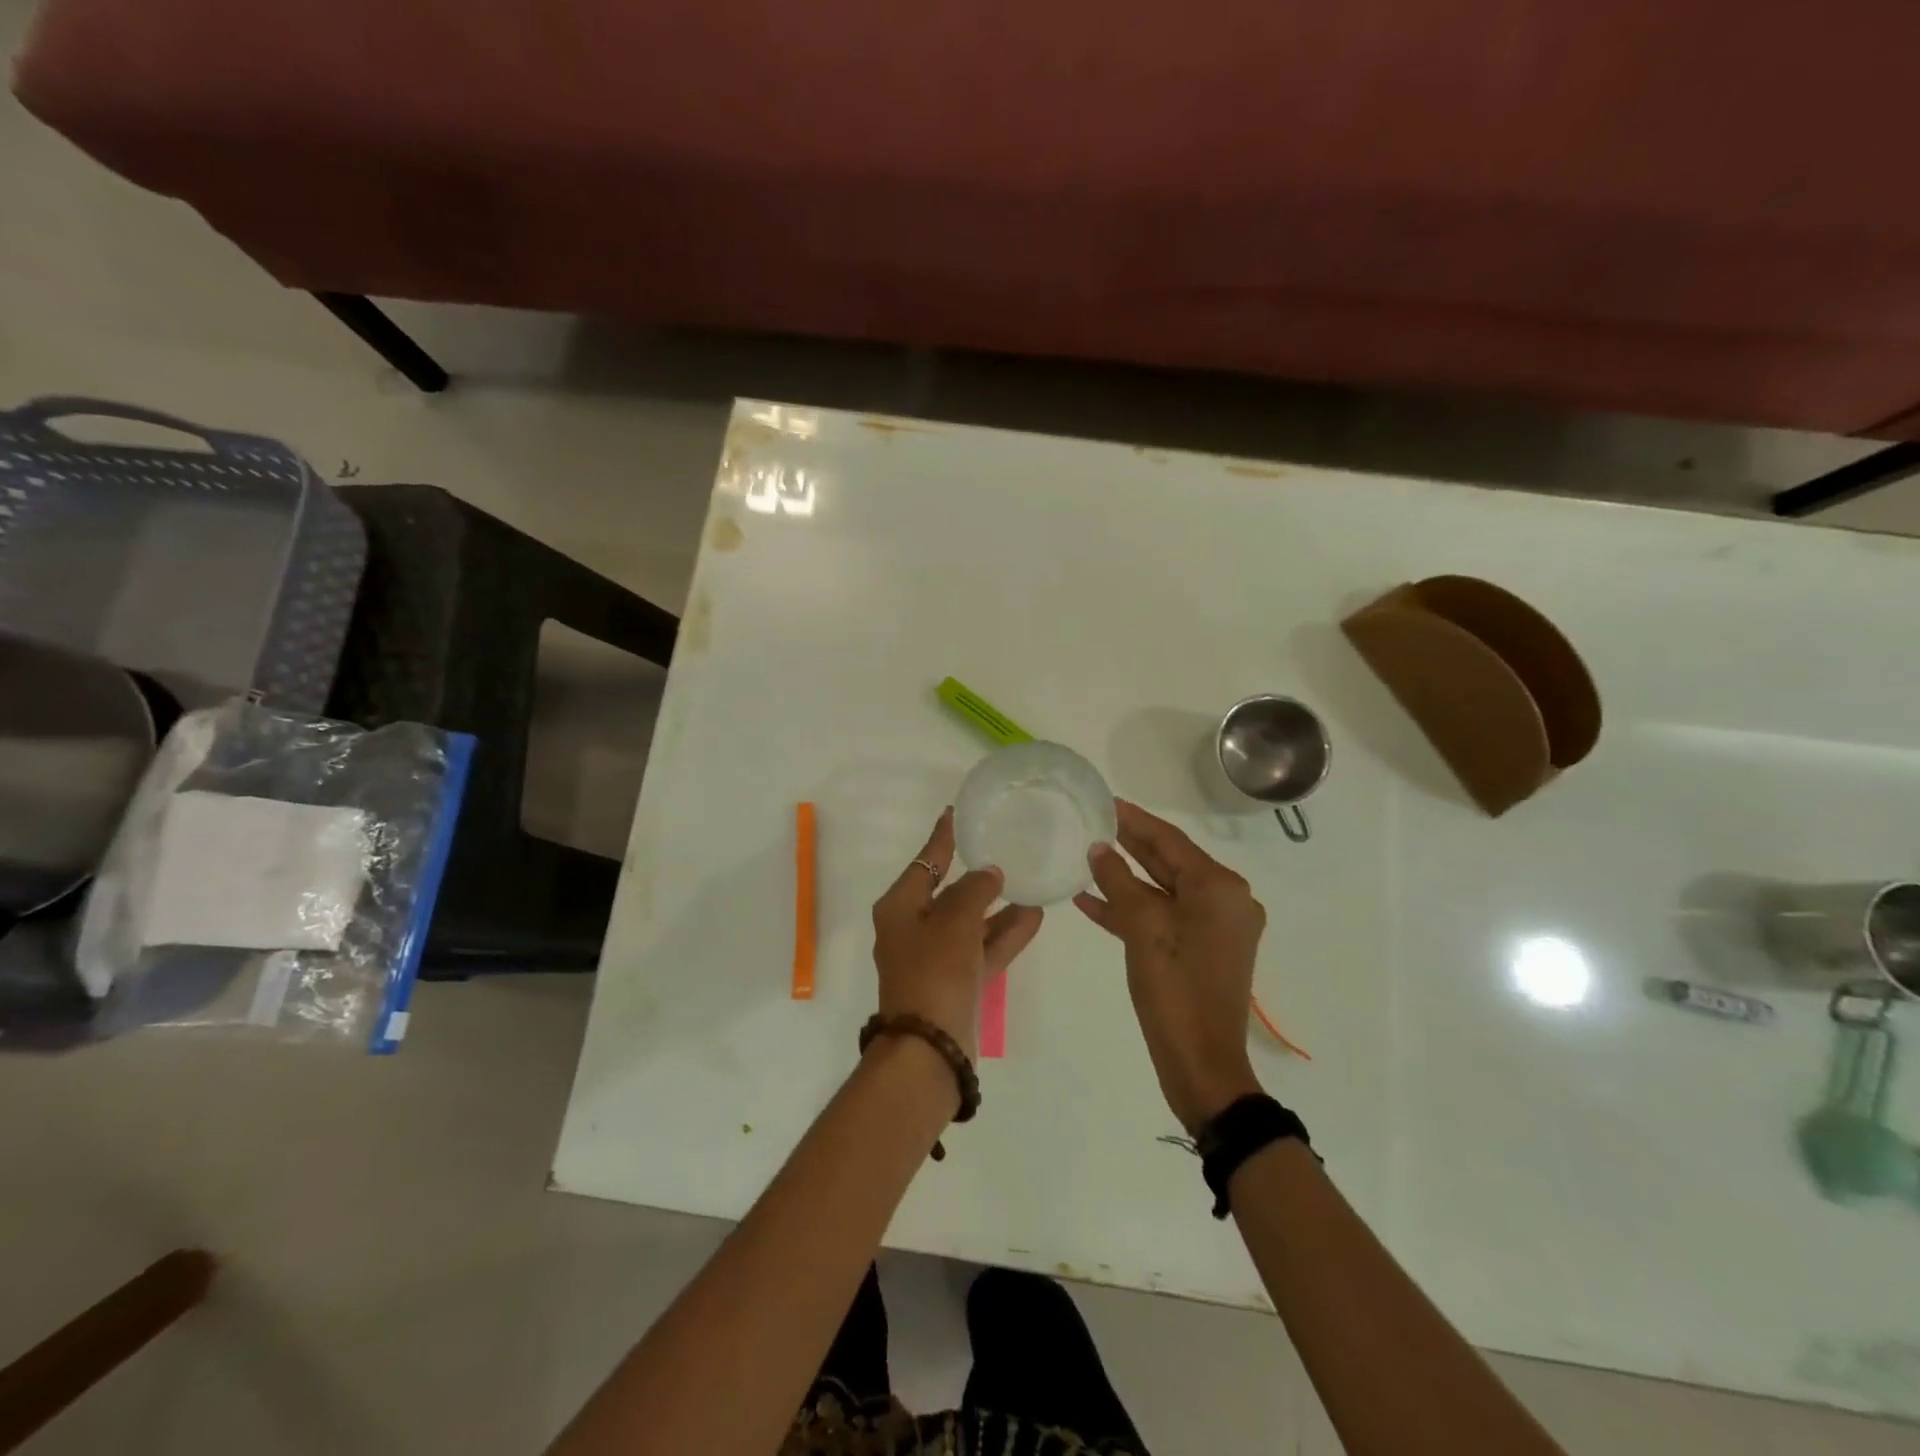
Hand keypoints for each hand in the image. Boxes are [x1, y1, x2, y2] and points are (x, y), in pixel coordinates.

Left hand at [871, 808, 1044, 1059]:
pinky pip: (982, 949)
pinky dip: (1005, 934)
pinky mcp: (956, 982)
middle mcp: (913, 928)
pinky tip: (1034, 917)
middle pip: (949, 892)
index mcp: (900, 907)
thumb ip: (975, 890)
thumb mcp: (955, 921)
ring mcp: (935, 958)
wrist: (930, 1049)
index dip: (943, 837)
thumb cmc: (934, 972)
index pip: (925, 861)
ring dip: (998, 906)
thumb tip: (989, 873)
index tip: (956, 812)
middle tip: (1005, 849)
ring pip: (971, 922)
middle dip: (978, 875)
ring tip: (1030, 882)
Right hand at [1075, 800, 1266, 1133]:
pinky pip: (1163, 918)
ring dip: (1125, 878)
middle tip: (1093, 822)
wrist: (1201, 1064)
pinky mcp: (1200, 951)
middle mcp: (1224, 901)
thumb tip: (1099, 848)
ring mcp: (1213, 928)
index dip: (1135, 819)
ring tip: (1085, 857)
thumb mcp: (1142, 927)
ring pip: (1162, 891)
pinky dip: (1131, 910)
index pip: (1170, 841)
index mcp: (1220, 888)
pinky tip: (1091, 901)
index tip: (1105, 800)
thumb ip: (1119, 880)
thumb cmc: (1175, 988)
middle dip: (1129, 844)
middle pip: (1169, 862)